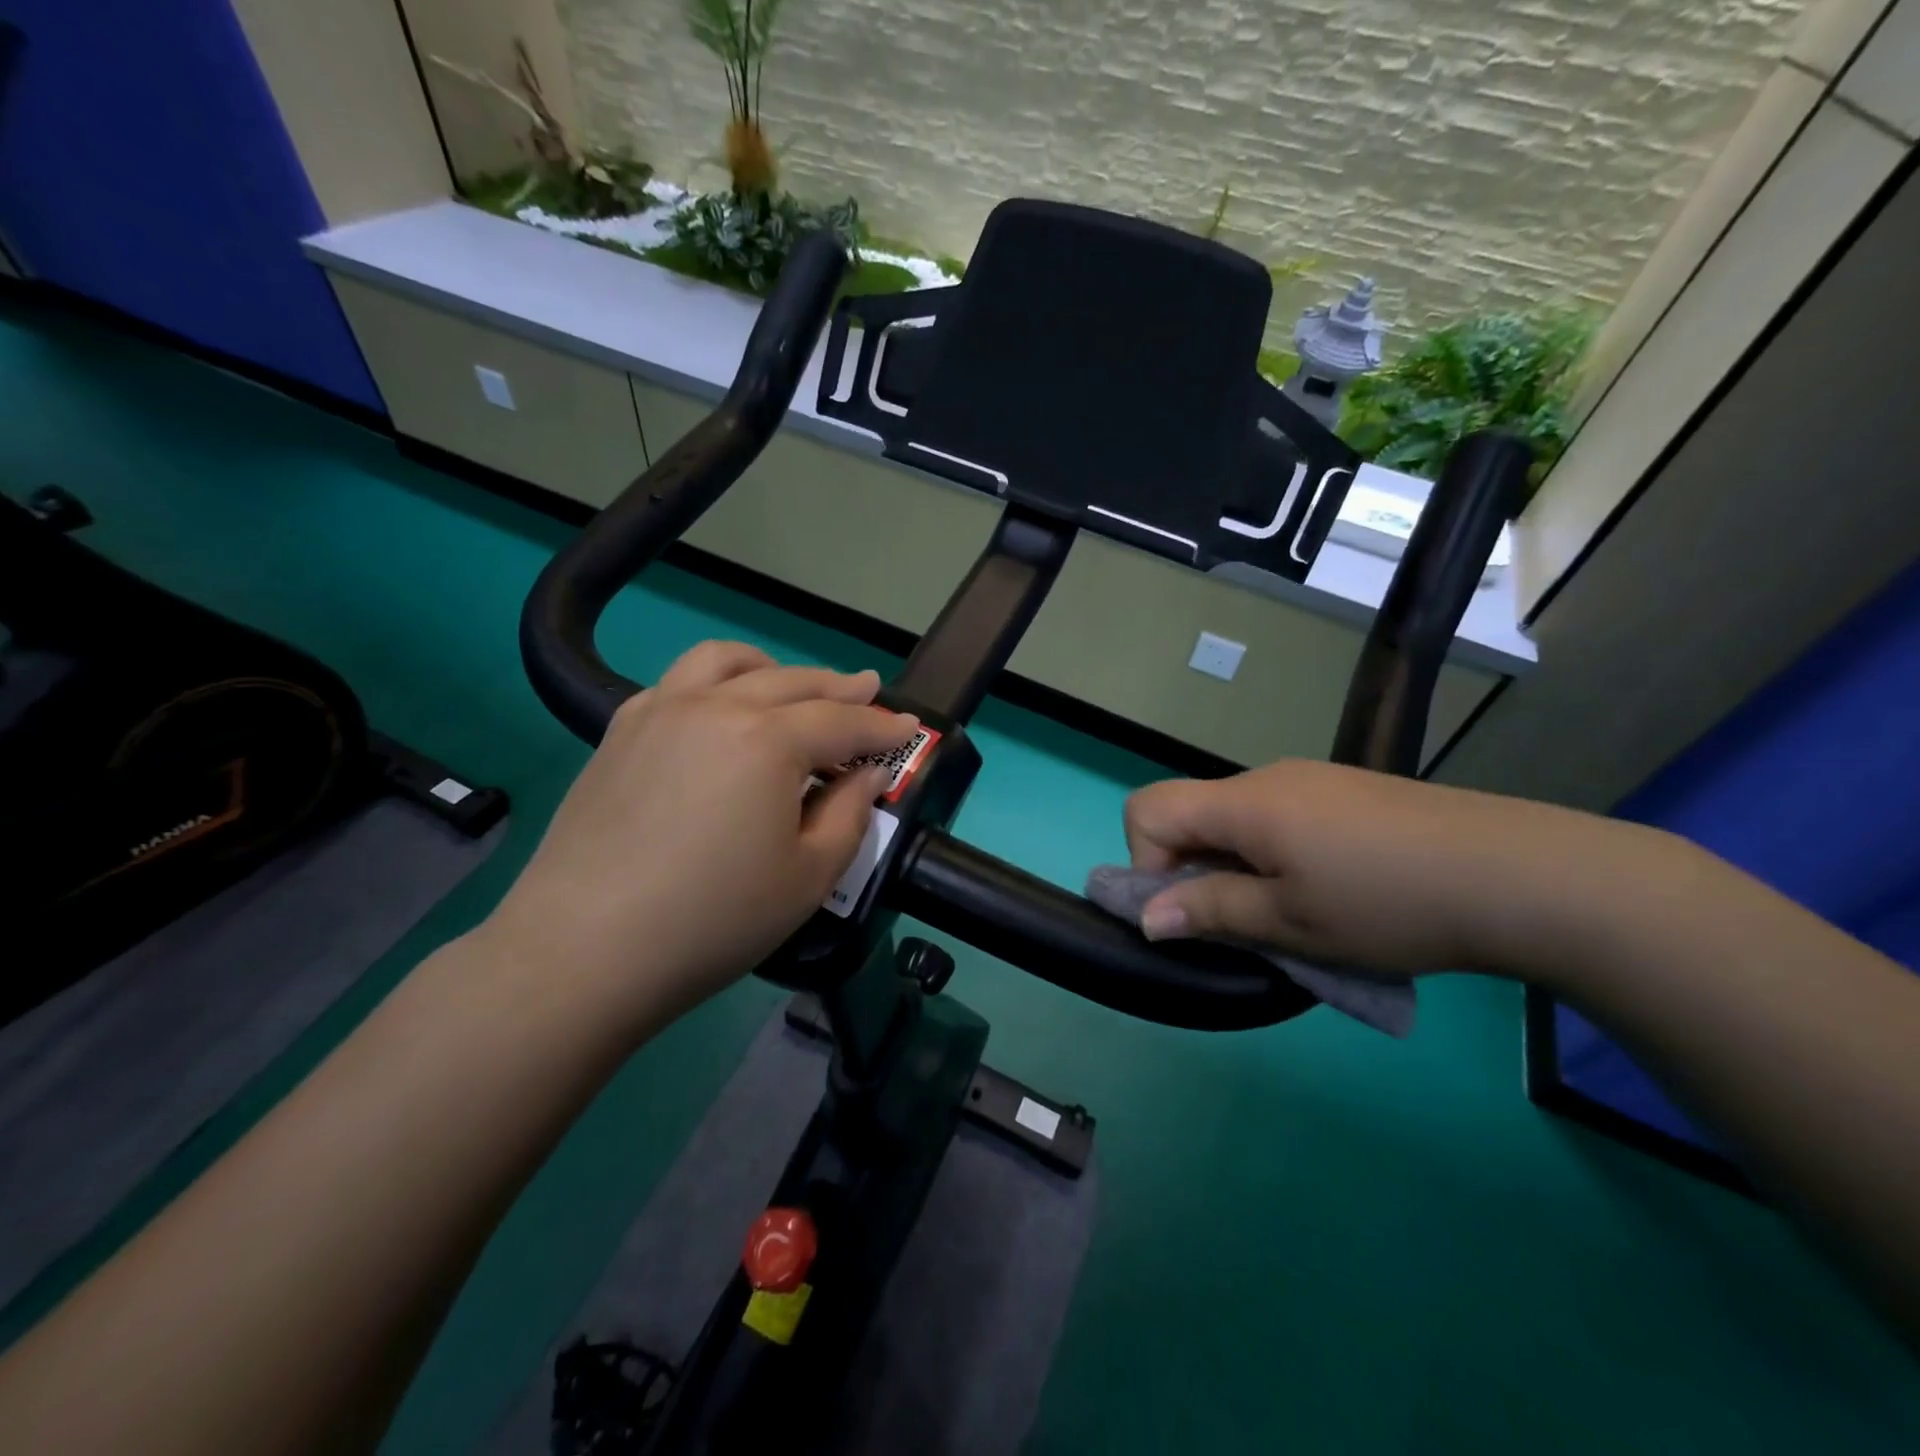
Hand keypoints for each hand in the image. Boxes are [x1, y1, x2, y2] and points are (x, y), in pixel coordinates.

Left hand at [485, 641, 917, 1024]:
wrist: (584, 950)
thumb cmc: (712, 920)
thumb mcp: (809, 877)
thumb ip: (850, 814)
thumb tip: (865, 773)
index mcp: (768, 740)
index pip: (842, 721)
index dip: (883, 727)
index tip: (910, 728)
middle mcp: (715, 707)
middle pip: (792, 682)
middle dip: (839, 687)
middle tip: (869, 692)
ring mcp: (660, 711)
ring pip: (727, 662)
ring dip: (773, 668)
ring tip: (793, 687)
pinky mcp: (620, 731)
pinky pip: (678, 681)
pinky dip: (716, 680)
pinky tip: (721, 709)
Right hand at [1123, 759, 1669, 976]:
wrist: (1520, 874)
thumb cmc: (1389, 903)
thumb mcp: (1291, 923)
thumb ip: (1211, 911)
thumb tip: (1147, 915)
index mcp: (1244, 803)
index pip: (1147, 809)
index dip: (1145, 863)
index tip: (1192, 909)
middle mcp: (1267, 778)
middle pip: (1192, 813)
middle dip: (1196, 871)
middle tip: (1247, 923)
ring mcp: (1311, 780)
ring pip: (1237, 819)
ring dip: (1239, 866)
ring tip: (1296, 913)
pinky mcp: (1346, 791)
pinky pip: (1280, 817)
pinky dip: (1276, 854)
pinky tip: (1333, 889)